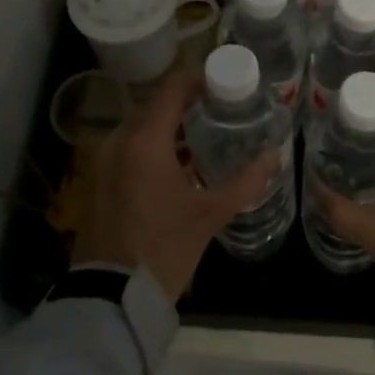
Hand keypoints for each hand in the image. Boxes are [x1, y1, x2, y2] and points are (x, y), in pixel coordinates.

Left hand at [72, 68, 282, 299]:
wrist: (111, 295)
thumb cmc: (164, 247)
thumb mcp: (210, 214)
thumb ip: (246, 181)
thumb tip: (275, 156)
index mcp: (145, 139)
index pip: (172, 87)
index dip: (198, 79)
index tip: (224, 85)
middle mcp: (119, 139)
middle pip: (156, 104)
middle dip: (187, 104)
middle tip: (220, 112)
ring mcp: (104, 159)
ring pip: (141, 126)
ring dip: (170, 126)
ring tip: (204, 137)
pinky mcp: (99, 178)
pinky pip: (129, 146)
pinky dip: (152, 145)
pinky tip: (178, 165)